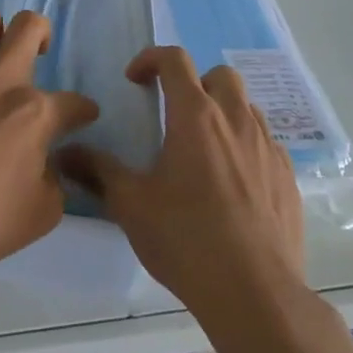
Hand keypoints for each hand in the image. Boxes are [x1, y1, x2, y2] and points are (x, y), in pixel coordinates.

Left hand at [0, 6, 98, 286]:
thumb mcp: (40, 216)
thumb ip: (54, 182)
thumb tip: (48, 164)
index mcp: (35, 114)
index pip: (74, 103)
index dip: (83, 110)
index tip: (81, 115)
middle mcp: (0, 80)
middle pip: (31, 27)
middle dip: (41, 35)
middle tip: (35, 54)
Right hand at [60, 47, 303, 314]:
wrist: (255, 293)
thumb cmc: (186, 239)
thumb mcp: (131, 204)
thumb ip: (98, 171)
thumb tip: (64, 153)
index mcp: (195, 116)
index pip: (175, 60)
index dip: (150, 59)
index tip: (134, 82)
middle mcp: (236, 120)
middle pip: (220, 75)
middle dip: (194, 82)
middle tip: (174, 114)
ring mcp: (268, 147)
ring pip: (247, 107)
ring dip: (223, 113)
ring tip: (202, 150)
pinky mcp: (288, 177)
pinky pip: (266, 143)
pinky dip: (245, 146)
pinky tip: (231, 184)